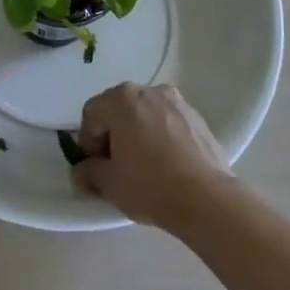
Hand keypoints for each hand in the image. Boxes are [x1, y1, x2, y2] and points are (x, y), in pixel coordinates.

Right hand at [72, 82, 233, 229]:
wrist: (207, 198)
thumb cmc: (150, 185)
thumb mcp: (108, 183)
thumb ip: (88, 172)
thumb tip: (82, 170)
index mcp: (122, 99)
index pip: (92, 114)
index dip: (87, 142)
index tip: (96, 167)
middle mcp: (149, 90)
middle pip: (118, 109)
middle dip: (111, 134)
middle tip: (115, 166)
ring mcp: (176, 100)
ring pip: (144, 113)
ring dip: (136, 133)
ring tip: (142, 165)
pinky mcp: (196, 116)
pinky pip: (167, 121)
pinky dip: (159, 135)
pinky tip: (165, 163)